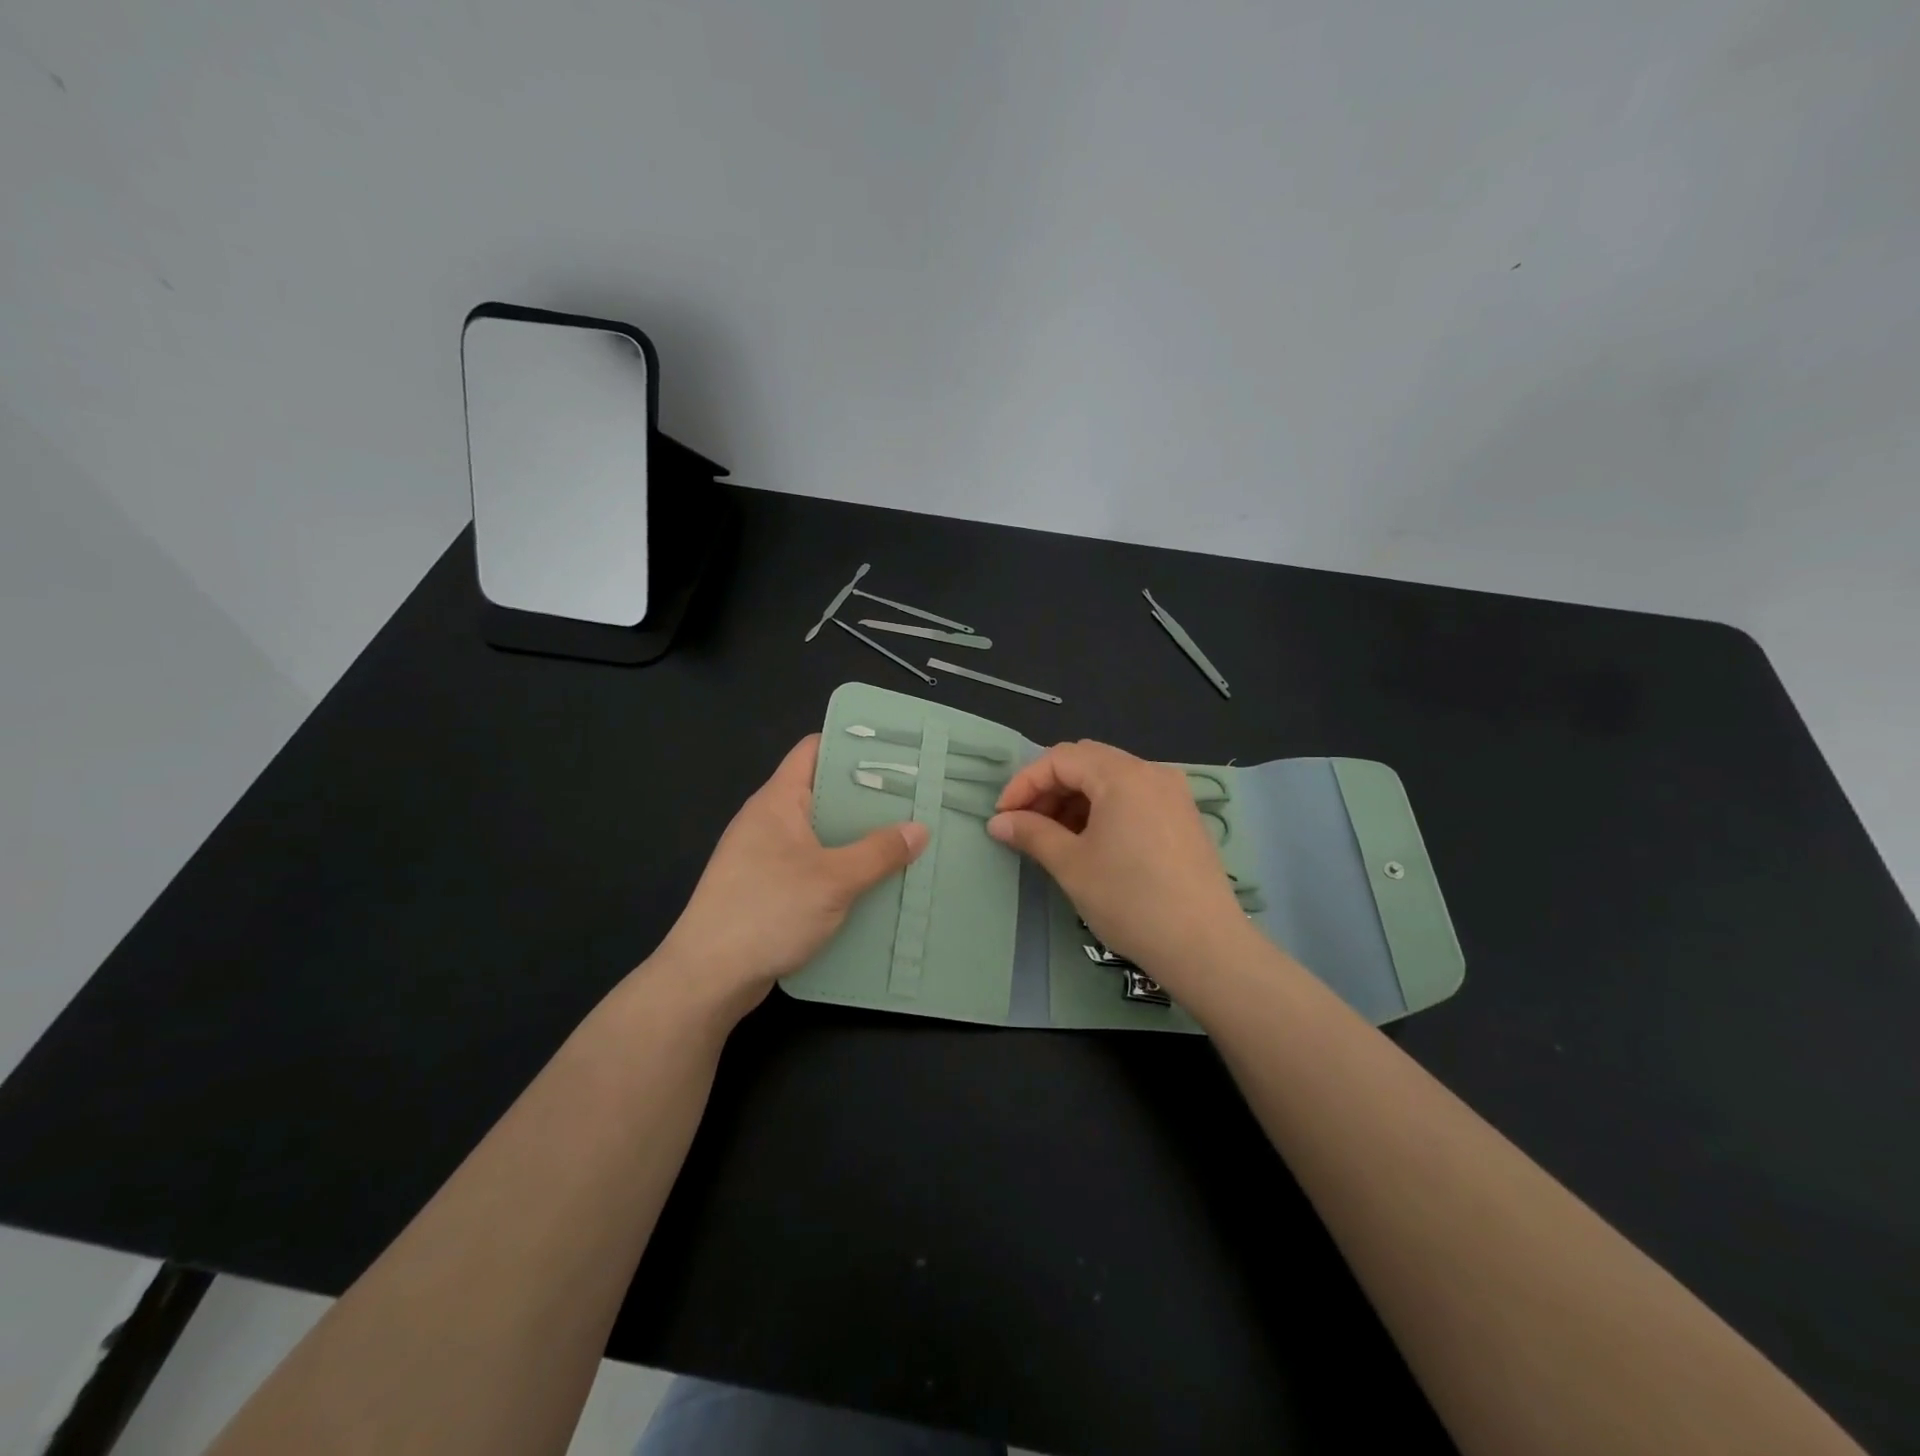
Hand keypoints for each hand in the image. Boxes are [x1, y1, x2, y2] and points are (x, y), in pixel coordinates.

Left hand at [653, 735, 927, 1021]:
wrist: (708, 977)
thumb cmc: (768, 911)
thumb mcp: (834, 880)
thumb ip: (879, 852)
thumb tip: (919, 829)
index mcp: (777, 800)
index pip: (813, 750)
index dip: (851, 744)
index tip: (894, 750)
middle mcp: (768, 820)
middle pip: (821, 792)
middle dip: (865, 795)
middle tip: (913, 799)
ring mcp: (763, 856)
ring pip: (818, 833)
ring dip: (855, 837)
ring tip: (902, 839)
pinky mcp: (765, 888)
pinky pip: (810, 865)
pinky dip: (839, 868)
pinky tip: (871, 882)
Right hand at [988, 740, 1251, 987]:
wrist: (1204, 946)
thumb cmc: (1129, 900)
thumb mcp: (1071, 865)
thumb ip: (1031, 833)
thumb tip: (998, 822)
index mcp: (1122, 774)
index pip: (1060, 759)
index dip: (1024, 783)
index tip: (1003, 817)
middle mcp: (1151, 771)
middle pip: (1086, 761)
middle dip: (1049, 788)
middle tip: (1025, 824)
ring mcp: (1172, 793)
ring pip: (1110, 778)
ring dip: (1075, 799)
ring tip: (1054, 837)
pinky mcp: (1183, 816)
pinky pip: (1133, 796)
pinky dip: (1103, 809)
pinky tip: (1090, 842)